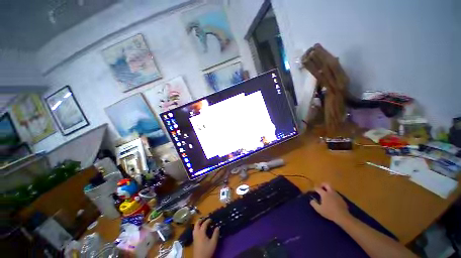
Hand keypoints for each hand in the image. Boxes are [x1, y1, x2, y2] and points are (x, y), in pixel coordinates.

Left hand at [193, 218, 218, 257]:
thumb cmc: (207, 251)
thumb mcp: (213, 243)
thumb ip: (215, 234)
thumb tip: (217, 227)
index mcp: (201, 233)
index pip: (204, 224)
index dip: (208, 220)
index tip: (212, 219)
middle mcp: (196, 233)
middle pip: (197, 224)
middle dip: (200, 220)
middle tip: (205, 218)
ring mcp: (194, 237)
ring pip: (194, 228)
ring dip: (198, 224)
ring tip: (202, 222)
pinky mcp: (194, 241)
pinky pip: (194, 231)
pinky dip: (197, 228)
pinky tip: (200, 230)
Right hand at [310, 183, 350, 223]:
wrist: (343, 217)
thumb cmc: (329, 212)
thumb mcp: (319, 209)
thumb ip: (314, 204)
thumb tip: (311, 200)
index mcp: (324, 194)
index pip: (318, 188)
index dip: (315, 188)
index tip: (313, 190)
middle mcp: (331, 192)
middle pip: (326, 184)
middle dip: (323, 184)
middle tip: (320, 188)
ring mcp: (337, 195)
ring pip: (332, 189)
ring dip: (328, 190)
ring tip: (326, 195)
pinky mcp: (342, 199)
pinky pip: (336, 194)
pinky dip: (333, 195)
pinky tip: (332, 200)